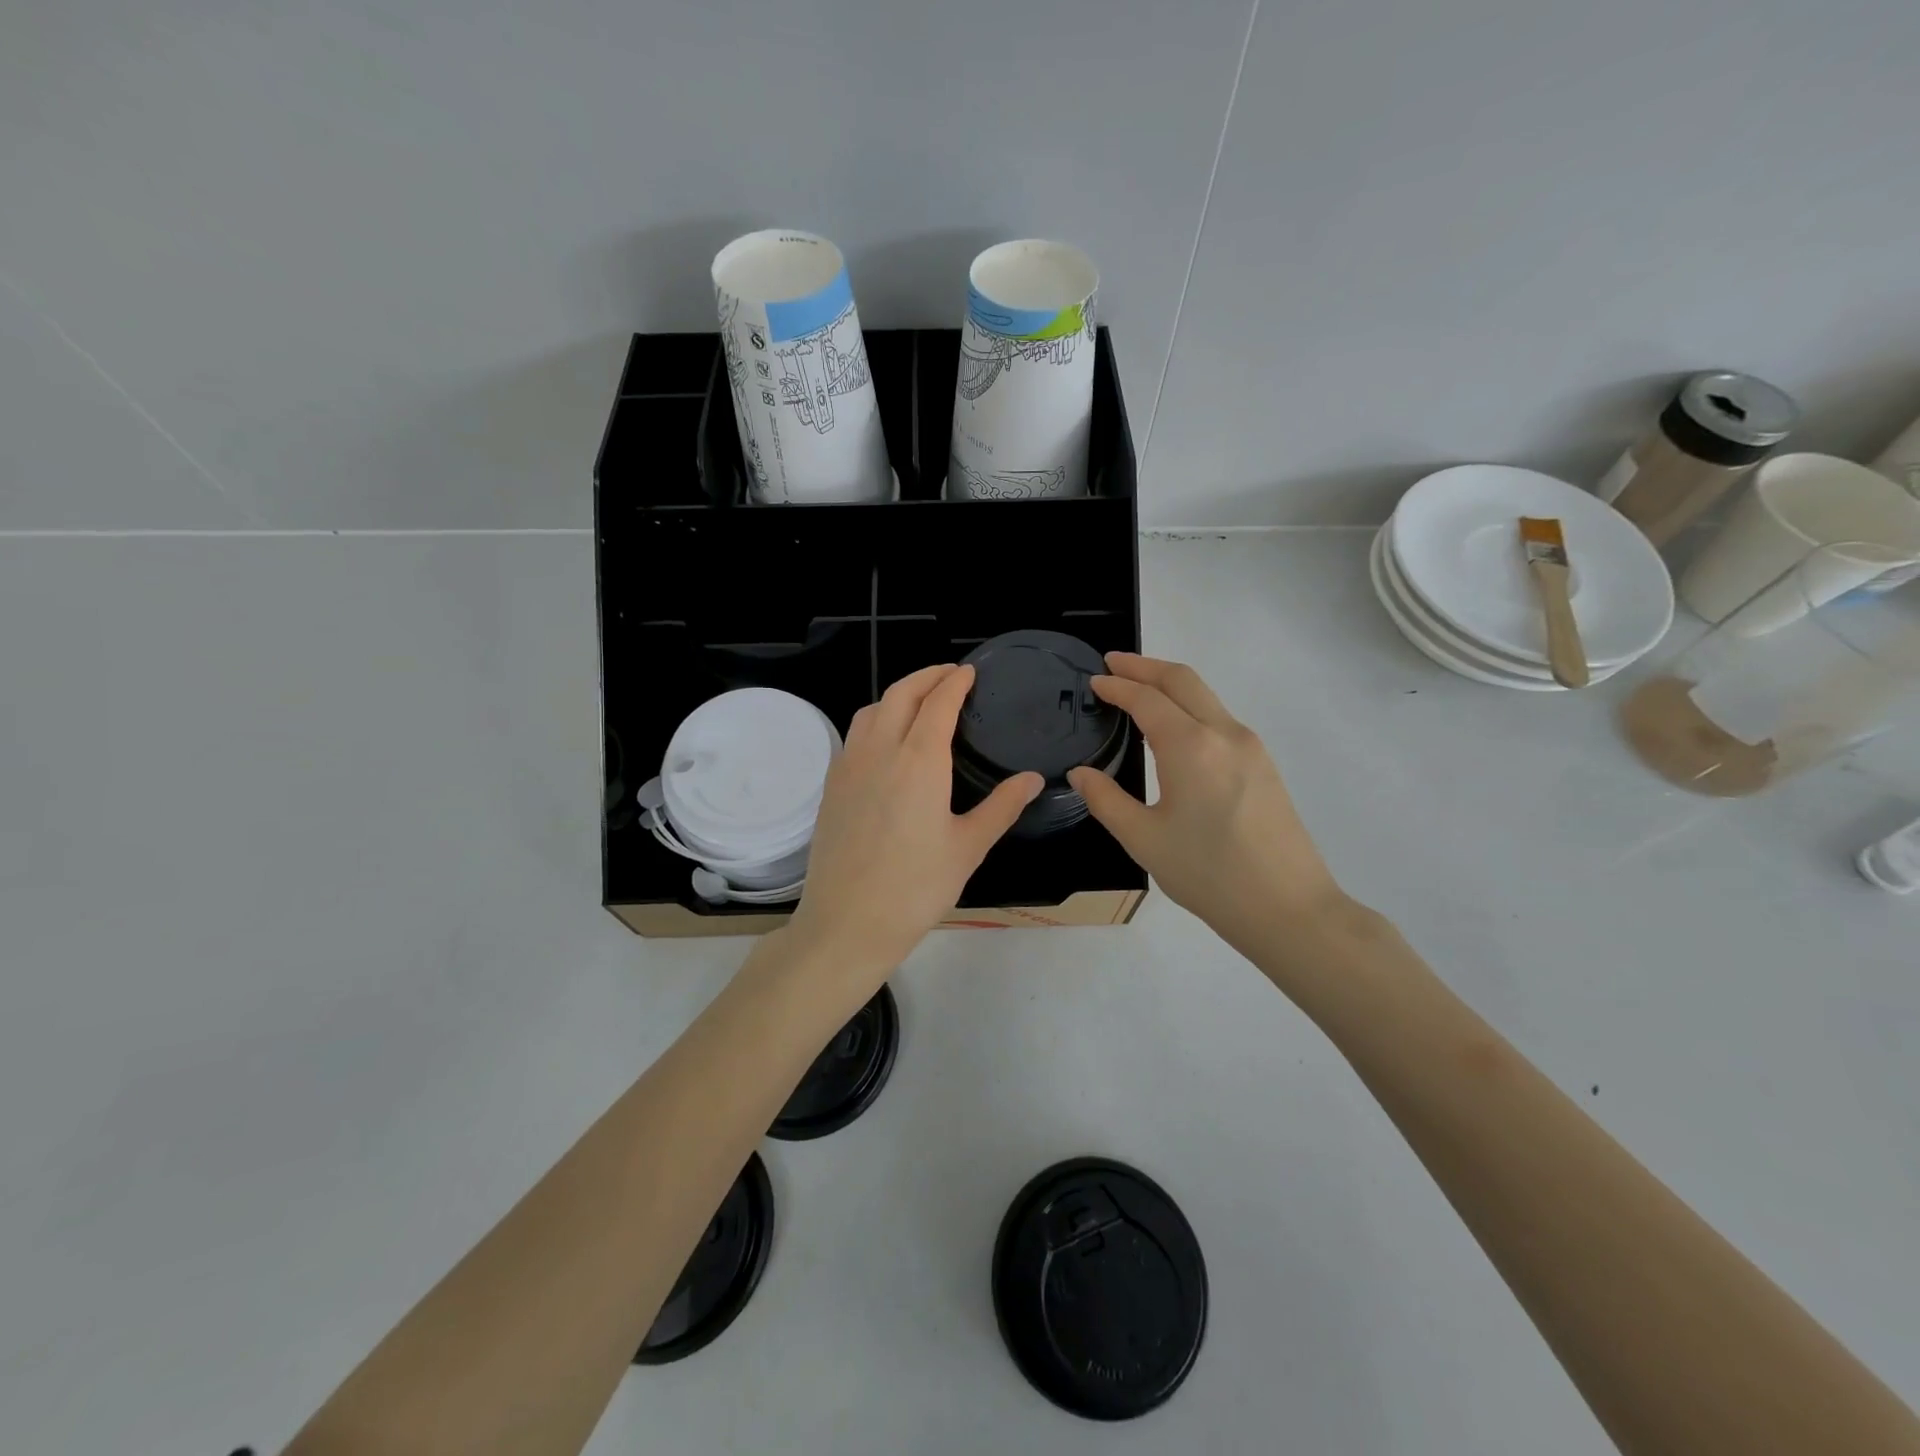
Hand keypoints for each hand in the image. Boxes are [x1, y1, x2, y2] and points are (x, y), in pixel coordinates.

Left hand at [788, 664, 1041, 984]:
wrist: (847, 923)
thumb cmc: (916, 888)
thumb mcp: (968, 848)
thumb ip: (1001, 806)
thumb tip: (1034, 778)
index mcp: (919, 761)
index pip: (938, 703)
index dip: (955, 682)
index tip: (969, 672)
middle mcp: (880, 751)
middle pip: (901, 694)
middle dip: (927, 676)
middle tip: (949, 675)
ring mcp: (849, 766)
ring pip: (872, 709)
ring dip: (898, 694)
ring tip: (920, 701)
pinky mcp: (832, 785)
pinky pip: (855, 734)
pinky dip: (876, 718)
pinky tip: (887, 740)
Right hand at [1067, 653, 1345, 957]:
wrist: (1288, 908)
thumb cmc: (1208, 874)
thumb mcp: (1144, 839)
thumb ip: (1106, 800)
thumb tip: (1081, 773)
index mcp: (1190, 747)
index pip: (1147, 699)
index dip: (1117, 686)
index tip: (1094, 681)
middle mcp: (1224, 733)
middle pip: (1182, 680)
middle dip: (1145, 666)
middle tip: (1114, 663)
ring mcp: (1250, 747)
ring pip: (1206, 696)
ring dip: (1170, 684)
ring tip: (1139, 691)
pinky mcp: (1264, 764)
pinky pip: (1220, 719)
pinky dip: (1190, 707)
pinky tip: (1174, 729)